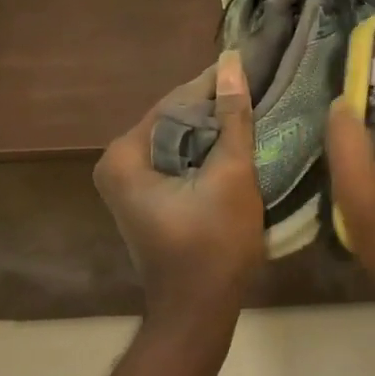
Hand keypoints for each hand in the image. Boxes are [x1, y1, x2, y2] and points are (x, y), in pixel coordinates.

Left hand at [95, 50, 265, 330]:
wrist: (198, 312)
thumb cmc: (214, 245)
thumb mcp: (231, 174)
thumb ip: (232, 117)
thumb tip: (232, 63)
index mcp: (125, 156)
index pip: (175, 102)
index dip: (214, 84)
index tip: (249, 64)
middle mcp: (117, 164)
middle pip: (174, 119)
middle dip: (214, 106)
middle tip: (257, 87)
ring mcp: (129, 182)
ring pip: (179, 139)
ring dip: (213, 128)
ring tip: (254, 108)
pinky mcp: (146, 197)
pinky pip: (178, 159)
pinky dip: (205, 150)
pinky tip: (236, 141)